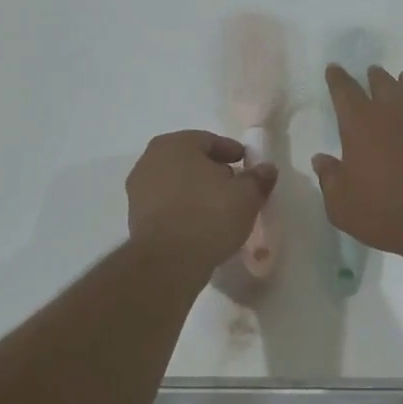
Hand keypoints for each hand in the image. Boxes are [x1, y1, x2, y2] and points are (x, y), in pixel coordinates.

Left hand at [126, 131, 277, 275]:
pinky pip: (167, 205)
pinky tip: (201, 223)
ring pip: (177, 183)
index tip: (247, 165)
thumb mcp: (246, 196)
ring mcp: (138, 190)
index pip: (209, 141)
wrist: (168, 262)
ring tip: (220, 208)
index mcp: (175, 144)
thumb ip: (258, 178)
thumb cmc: (209, 216)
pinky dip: (184, 208)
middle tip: (236, 186)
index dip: (232, 152)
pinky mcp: (135, 218)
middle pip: (190, 160)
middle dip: (213, 171)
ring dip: (198, 191)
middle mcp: (150, 160)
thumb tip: (267, 169)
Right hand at [312, 65, 402, 259]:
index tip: (334, 68)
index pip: (344, 91)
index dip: (337, 79)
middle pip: (381, 84)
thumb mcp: (341, 203)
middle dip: (373, 77)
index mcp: (359, 123)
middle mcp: (390, 113)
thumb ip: (329, 178)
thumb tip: (321, 159)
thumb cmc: (383, 209)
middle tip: (371, 71)